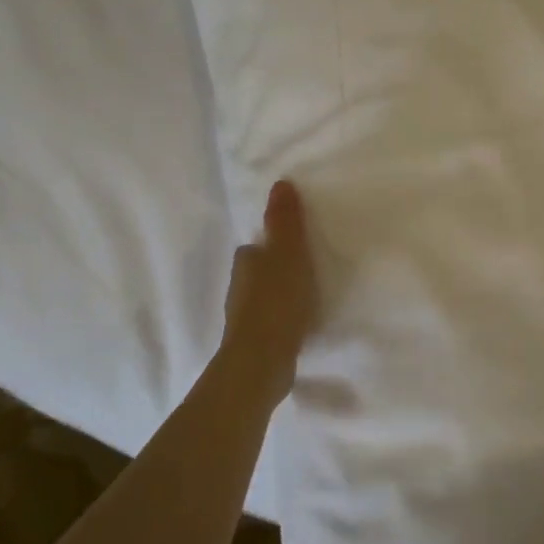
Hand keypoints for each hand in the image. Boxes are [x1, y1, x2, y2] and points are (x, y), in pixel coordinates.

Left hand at [220, 180, 317, 394]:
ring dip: (276, 295)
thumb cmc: (277, 300)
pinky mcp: (255, 344)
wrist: (262, 361)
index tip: (290, 244)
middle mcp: (239, 289)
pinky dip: (281, 319)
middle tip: (301, 268)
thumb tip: (280, 183)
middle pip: (256, 273)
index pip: (254, 249)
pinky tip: (298, 324)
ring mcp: (244, 320)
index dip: (269, 244)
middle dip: (273, 270)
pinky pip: (270, 323)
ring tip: (304, 296)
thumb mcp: (289, 253)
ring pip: (261, 298)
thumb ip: (286, 221)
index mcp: (246, 263)